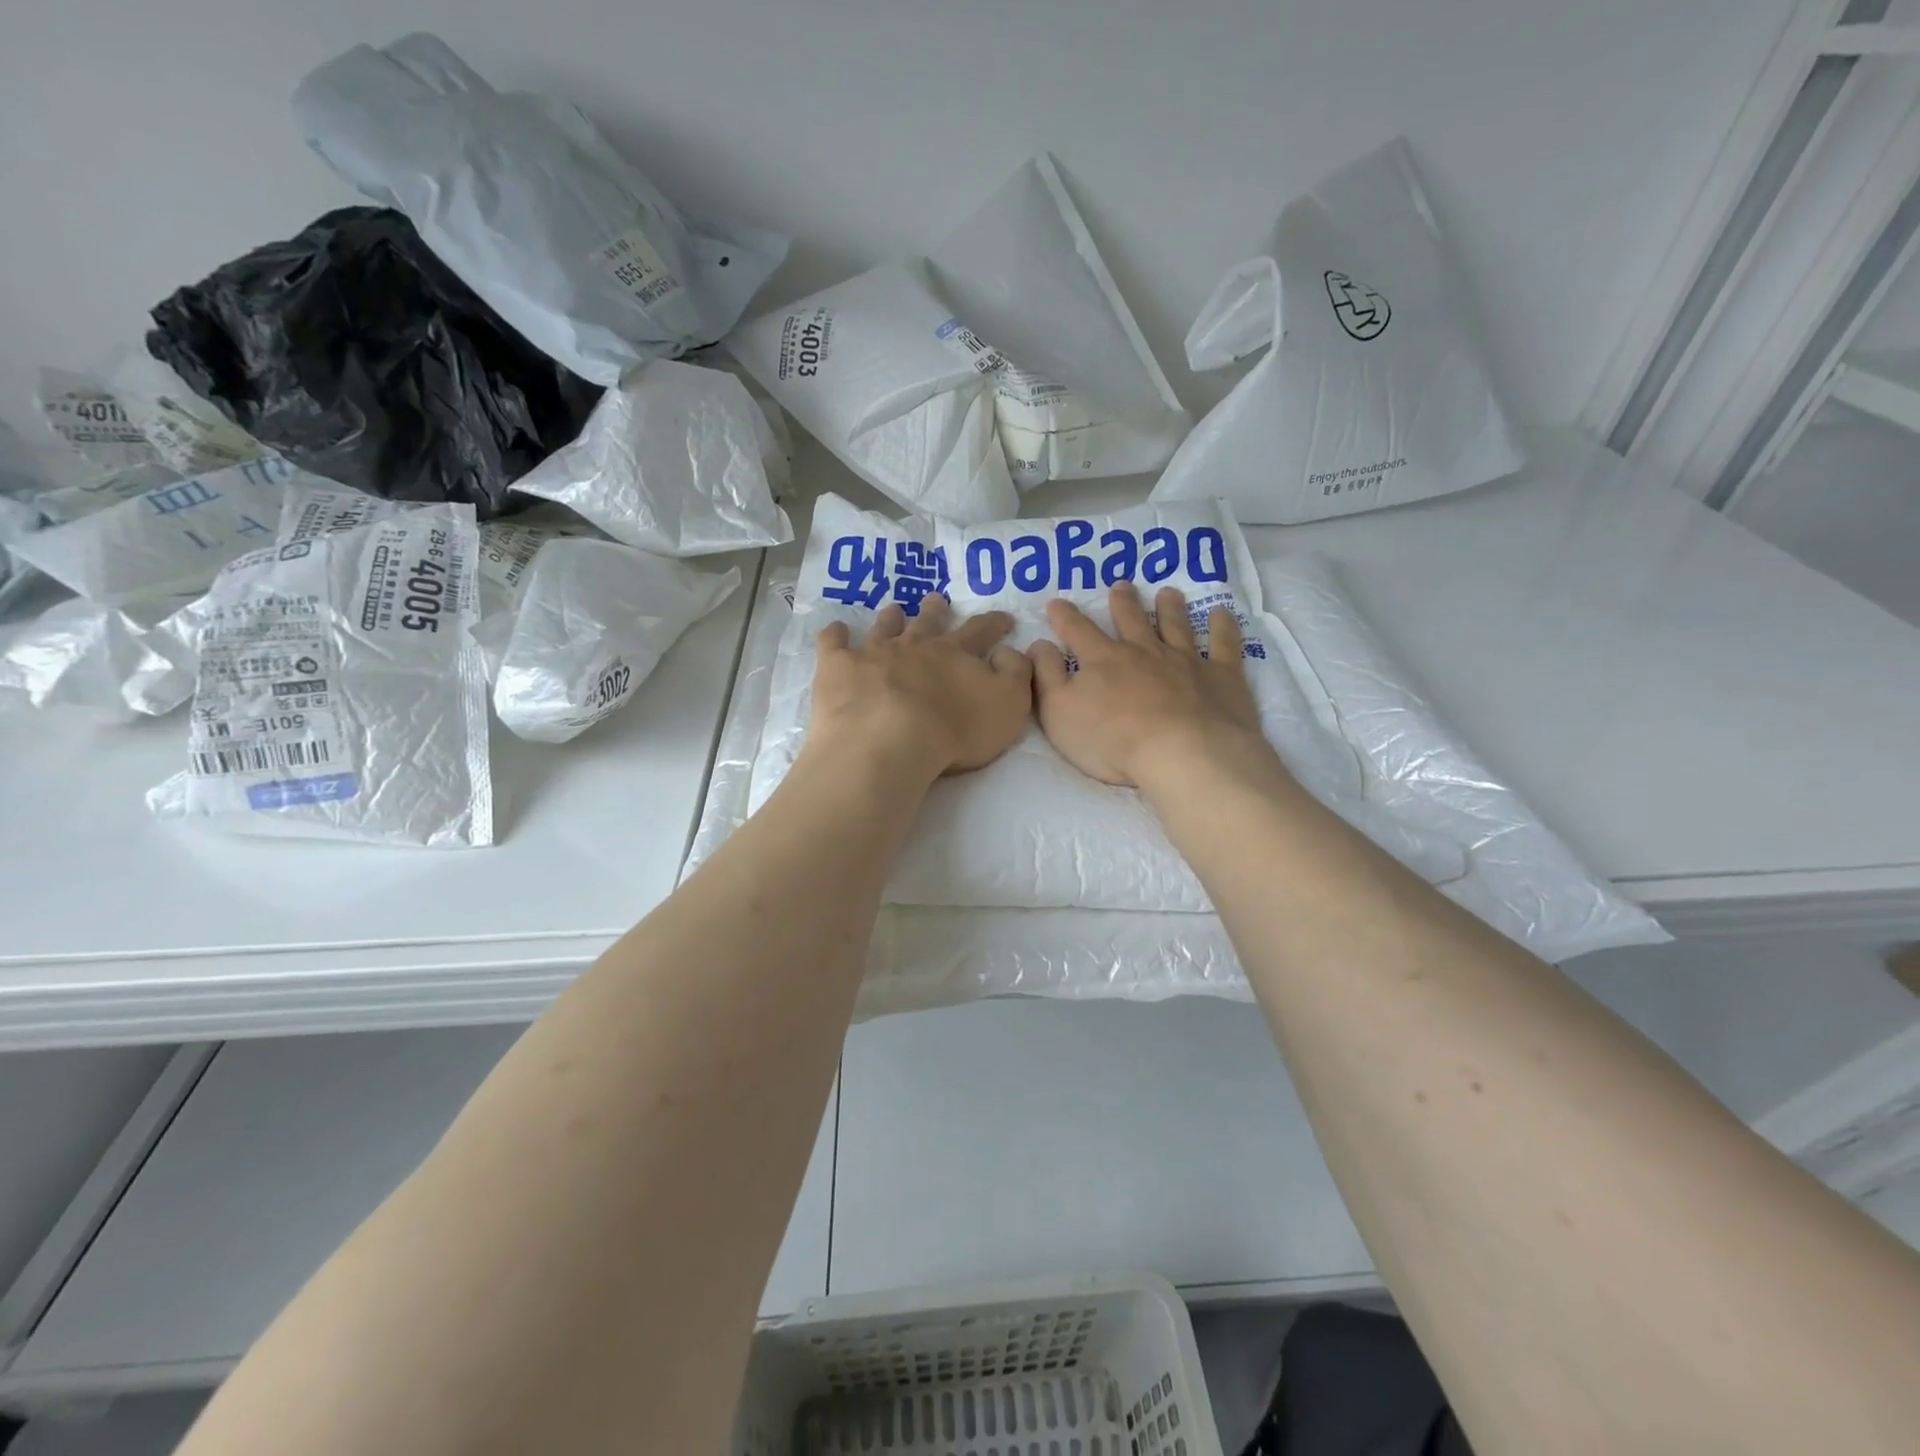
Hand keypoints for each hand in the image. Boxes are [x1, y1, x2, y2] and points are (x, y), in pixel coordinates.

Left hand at [809, 594, 1032, 780]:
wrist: (889, 741)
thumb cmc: (955, 729)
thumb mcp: (1008, 704)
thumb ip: (1015, 674)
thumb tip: (1008, 652)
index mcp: (955, 654)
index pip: (980, 631)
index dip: (993, 624)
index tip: (1003, 618)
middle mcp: (915, 646)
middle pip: (928, 622)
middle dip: (935, 610)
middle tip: (936, 599)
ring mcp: (873, 653)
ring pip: (884, 628)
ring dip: (890, 617)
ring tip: (893, 608)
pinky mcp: (839, 668)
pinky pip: (834, 644)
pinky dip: (835, 635)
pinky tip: (835, 629)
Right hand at [1030, 582, 1271, 788]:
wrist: (1182, 753)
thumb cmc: (1111, 740)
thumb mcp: (1059, 712)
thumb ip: (1046, 676)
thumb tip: (1038, 644)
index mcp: (1102, 659)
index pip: (1077, 630)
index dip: (1064, 616)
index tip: (1056, 602)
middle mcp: (1143, 651)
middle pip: (1131, 620)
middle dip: (1123, 602)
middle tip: (1121, 585)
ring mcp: (1185, 660)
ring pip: (1176, 625)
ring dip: (1170, 608)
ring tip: (1168, 593)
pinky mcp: (1221, 676)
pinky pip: (1224, 645)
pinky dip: (1224, 628)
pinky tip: (1224, 615)